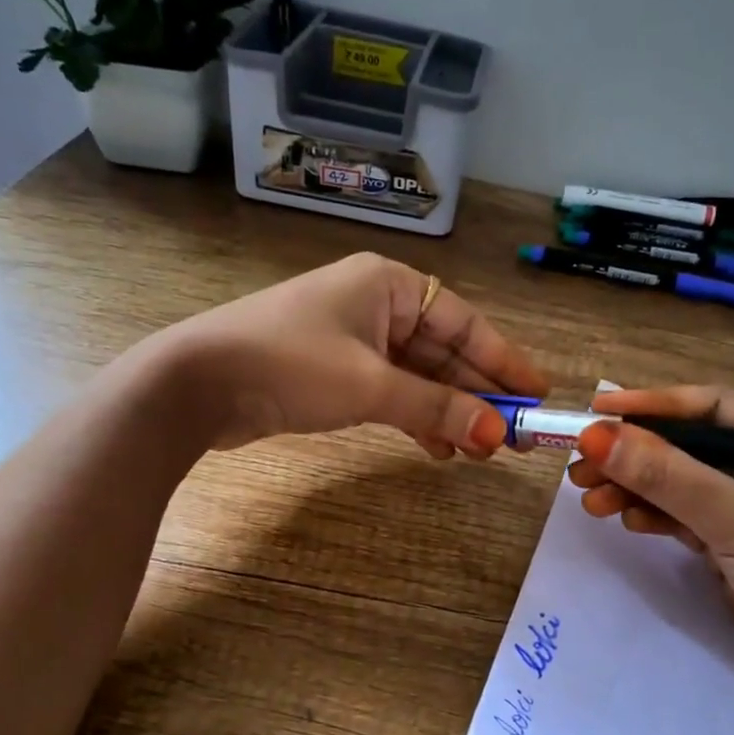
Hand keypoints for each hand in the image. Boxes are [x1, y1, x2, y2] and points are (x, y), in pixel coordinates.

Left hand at [155, 252, 548, 455]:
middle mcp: (376, 304)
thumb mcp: (371, 386)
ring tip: (480, 450)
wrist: (197, 382)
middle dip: (476, 394)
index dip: (503, 359)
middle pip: (443, 350)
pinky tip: (438, 448)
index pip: (464, 322)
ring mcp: (353, 338)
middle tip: (515, 435)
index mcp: (388, 285)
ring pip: (418, 375)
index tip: (536, 394)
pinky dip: (414, 418)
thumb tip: (497, 436)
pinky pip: (390, 391)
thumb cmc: (289, 365)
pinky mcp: (334, 371)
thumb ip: (436, 409)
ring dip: (447, 411)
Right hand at [569, 385, 733, 731]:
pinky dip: (653, 516)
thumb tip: (598, 436)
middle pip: (690, 446)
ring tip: (589, 498)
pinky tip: (624, 519)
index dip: (653, 407)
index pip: (713, 407)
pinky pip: (685, 517)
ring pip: (681, 483)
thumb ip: (670, 478)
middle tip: (580, 466)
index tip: (597, 413)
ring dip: (636, 488)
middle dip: (635, 455)